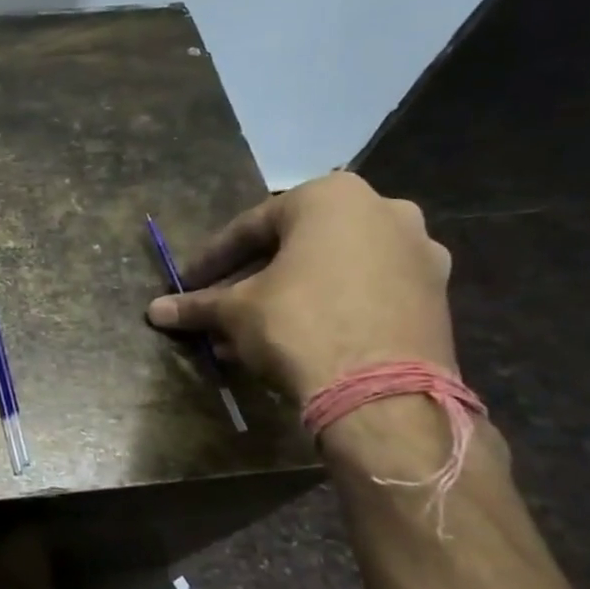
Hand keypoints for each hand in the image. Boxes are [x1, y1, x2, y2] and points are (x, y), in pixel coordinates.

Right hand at [146, 171, 454, 401]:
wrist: (383, 392)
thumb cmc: (299, 325)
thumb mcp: (235, 312)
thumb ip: (198, 304)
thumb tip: (155, 311)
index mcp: (332, 196)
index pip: (251, 226)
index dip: (212, 259)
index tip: (187, 284)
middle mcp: (384, 210)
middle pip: (295, 246)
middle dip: (250, 279)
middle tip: (218, 307)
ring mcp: (417, 252)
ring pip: (329, 270)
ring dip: (285, 296)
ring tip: (248, 332)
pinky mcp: (434, 295)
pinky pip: (361, 291)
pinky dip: (325, 307)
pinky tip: (292, 340)